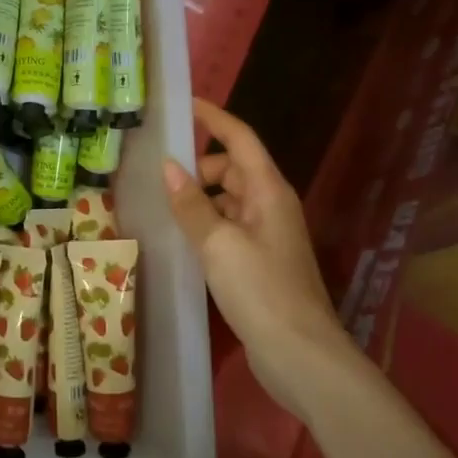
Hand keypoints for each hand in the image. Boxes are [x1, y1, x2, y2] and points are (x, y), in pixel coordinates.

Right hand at [163, 98, 351, 421]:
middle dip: (198, 167)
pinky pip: (228, 228)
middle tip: (157, 177)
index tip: (184, 104)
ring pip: (228, 201)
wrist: (300, 354)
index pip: (240, 139)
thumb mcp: (218, 244)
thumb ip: (191, 205)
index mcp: (268, 191)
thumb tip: (168, 168)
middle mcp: (271, 206)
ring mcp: (267, 235)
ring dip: (199, 199)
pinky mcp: (260, 262)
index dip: (214, 118)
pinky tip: (181, 239)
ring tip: (162, 208)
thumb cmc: (261, 290)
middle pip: (232, 169)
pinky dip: (206, 225)